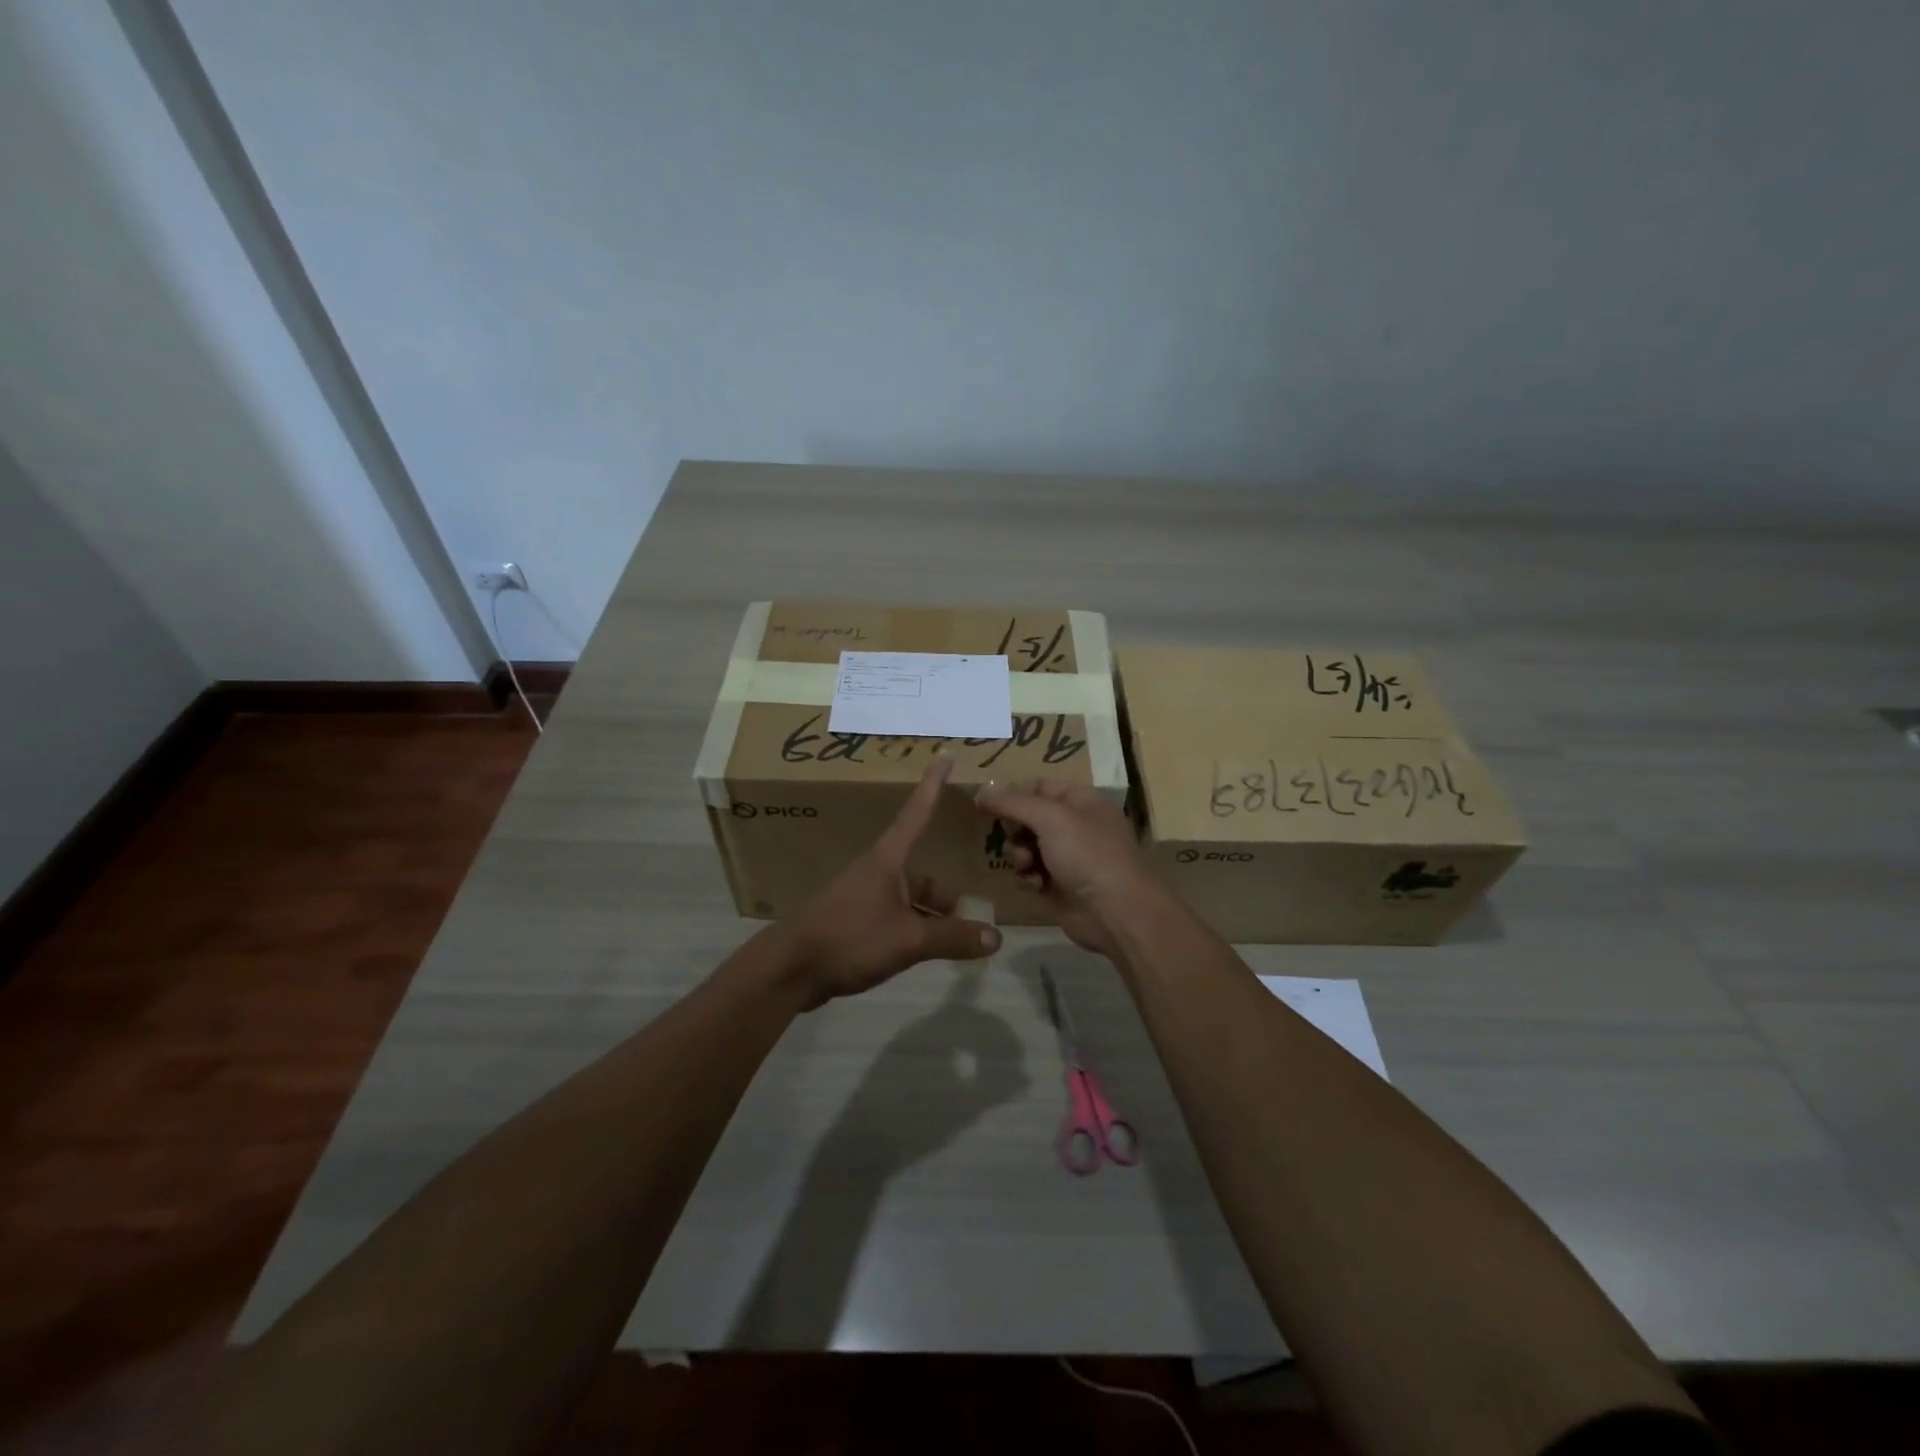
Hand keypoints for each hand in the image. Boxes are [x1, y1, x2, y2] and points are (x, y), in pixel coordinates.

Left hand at [780, 756, 1001, 1008]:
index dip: (933, 785)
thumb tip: (996, 938)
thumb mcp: (909, 939)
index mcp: (887, 861)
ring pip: (909, 902)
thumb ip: (953, 938)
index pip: (917, 813)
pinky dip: (912, 932)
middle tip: (970, 922)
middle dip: (946, 900)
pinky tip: (922, 956)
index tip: (945, 755)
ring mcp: (863, 898)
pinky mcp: (853, 923)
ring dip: (930, 920)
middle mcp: (876, 873)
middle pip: (922, 877)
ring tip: (953, 947)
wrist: (789, 969)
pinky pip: (894, 919)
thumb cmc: (850, 939)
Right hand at [975, 779, 1158, 956]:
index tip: (987, 804)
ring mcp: (1068, 857)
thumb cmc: (1086, 854)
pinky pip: (1031, 873)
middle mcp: (1075, 825)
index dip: (1013, 793)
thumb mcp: (1050, 818)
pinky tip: (1036, 885)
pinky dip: (1029, 878)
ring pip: (1026, 847)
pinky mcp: (1059, 885)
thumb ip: (1013, 802)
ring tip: (1028, 865)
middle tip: (1014, 836)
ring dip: (1019, 855)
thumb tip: (981, 791)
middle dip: (1015, 828)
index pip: (1039, 786)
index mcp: (1081, 800)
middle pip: (1029, 817)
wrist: (1114, 912)